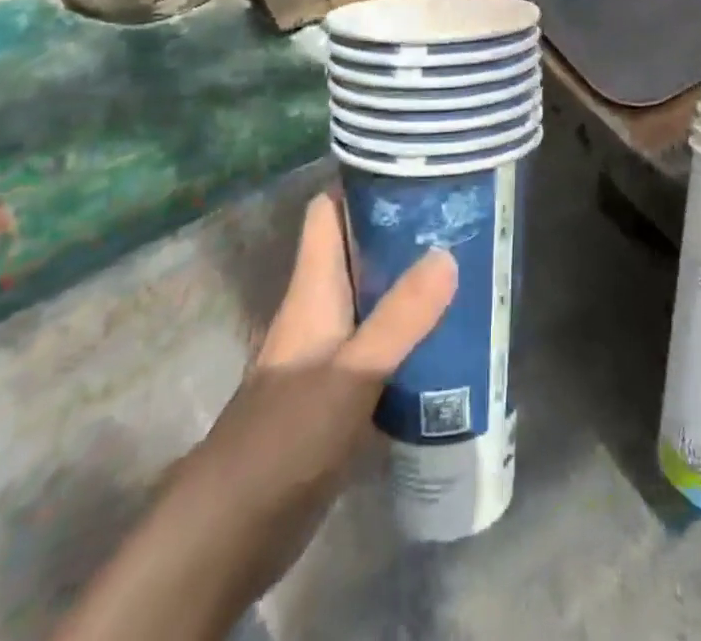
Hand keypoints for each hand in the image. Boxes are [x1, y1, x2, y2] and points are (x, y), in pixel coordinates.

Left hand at [54, 192, 456, 640]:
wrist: (232, 530)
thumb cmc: (284, 435)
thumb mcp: (352, 372)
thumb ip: (401, 317)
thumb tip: (448, 252)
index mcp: (313, 287)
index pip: (328, 211)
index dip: (362, 183)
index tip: (413, 168)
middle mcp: (319, 308)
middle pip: (358, 250)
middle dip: (403, 232)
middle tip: (461, 219)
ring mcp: (327, 351)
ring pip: (372, 297)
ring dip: (410, 284)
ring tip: (468, 270)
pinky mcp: (337, 391)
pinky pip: (378, 344)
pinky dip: (408, 335)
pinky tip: (448, 342)